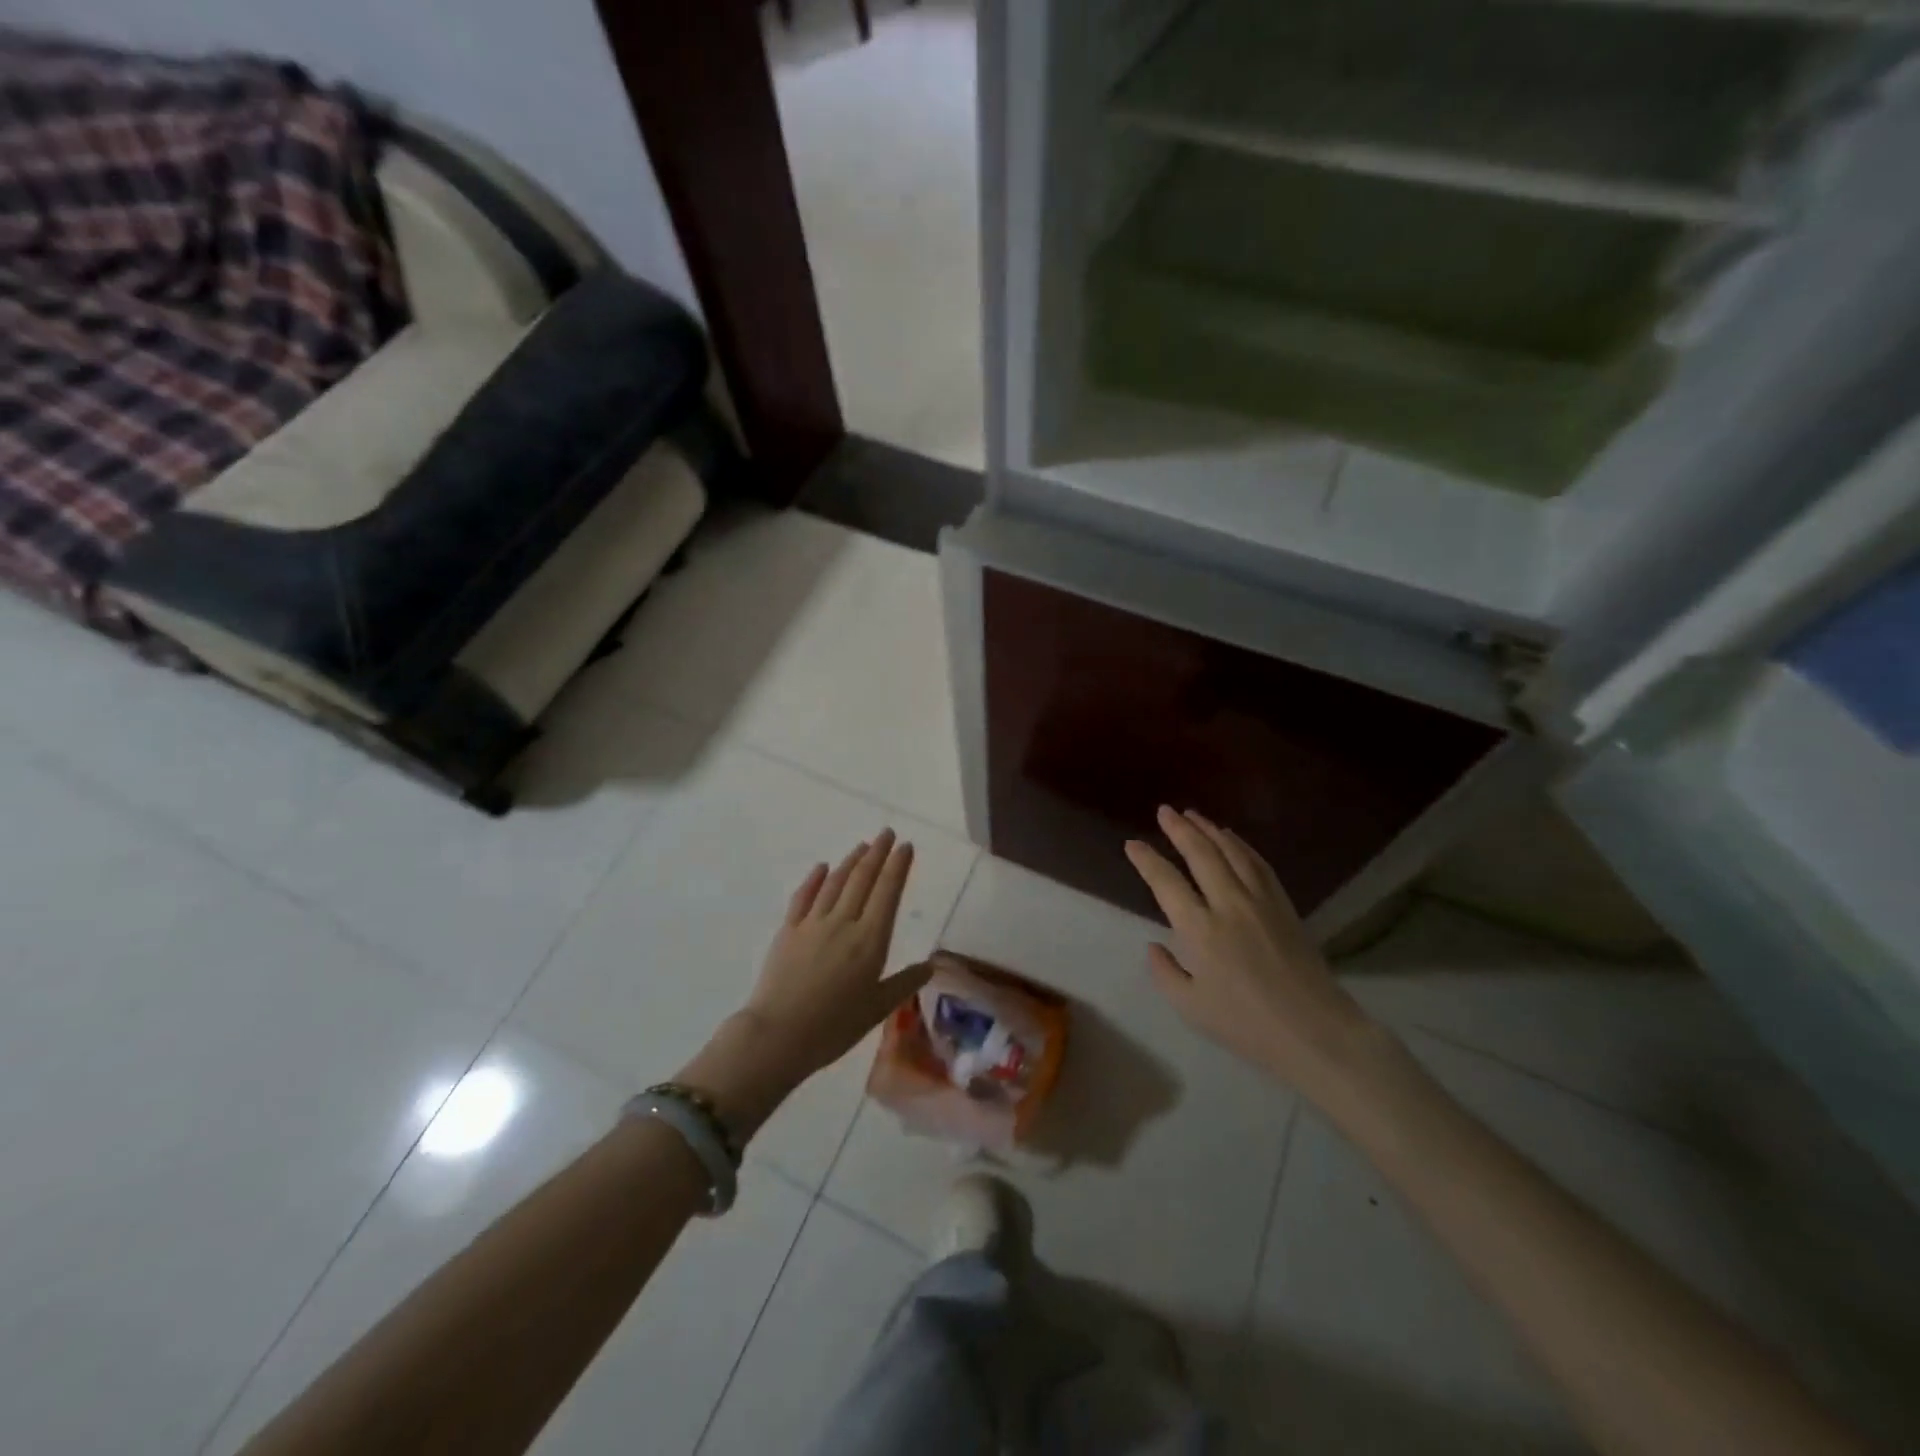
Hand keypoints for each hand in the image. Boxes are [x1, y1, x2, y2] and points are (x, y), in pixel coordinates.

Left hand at [680, 831, 927, 1135]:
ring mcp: (813, 923)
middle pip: (863, 879)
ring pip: (836, 883)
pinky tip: (822, 867)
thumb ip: (905, 983)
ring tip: (863, 845)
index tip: (906, 846)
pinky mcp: (788, 931)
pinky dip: (814, 879)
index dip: (898, 866)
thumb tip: (930, 965)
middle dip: (878, 853)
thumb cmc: (834, 1027)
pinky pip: (803, 897)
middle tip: (887, 833)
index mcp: (870, 940)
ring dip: (851, 861)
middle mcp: (844, 922)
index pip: (888, 892)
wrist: (778, 1035)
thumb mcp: (878, 1009)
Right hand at [1125, 807, 1380, 1095]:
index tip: (1132, 844)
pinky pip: (1258, 864)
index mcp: (1200, 930)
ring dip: (1209, 829)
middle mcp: (1228, 905)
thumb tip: (1155, 945)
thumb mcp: (1191, 1007)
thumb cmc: (1246, 1026)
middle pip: (1201, 854)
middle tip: (1164, 811)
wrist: (1315, 1031)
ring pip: (1231, 852)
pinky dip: (1241, 845)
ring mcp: (1260, 901)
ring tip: (1193, 814)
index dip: (1146, 860)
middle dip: (1179, 829)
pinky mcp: (1284, 905)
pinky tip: (1231, 838)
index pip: (1166, 882)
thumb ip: (1165, 973)